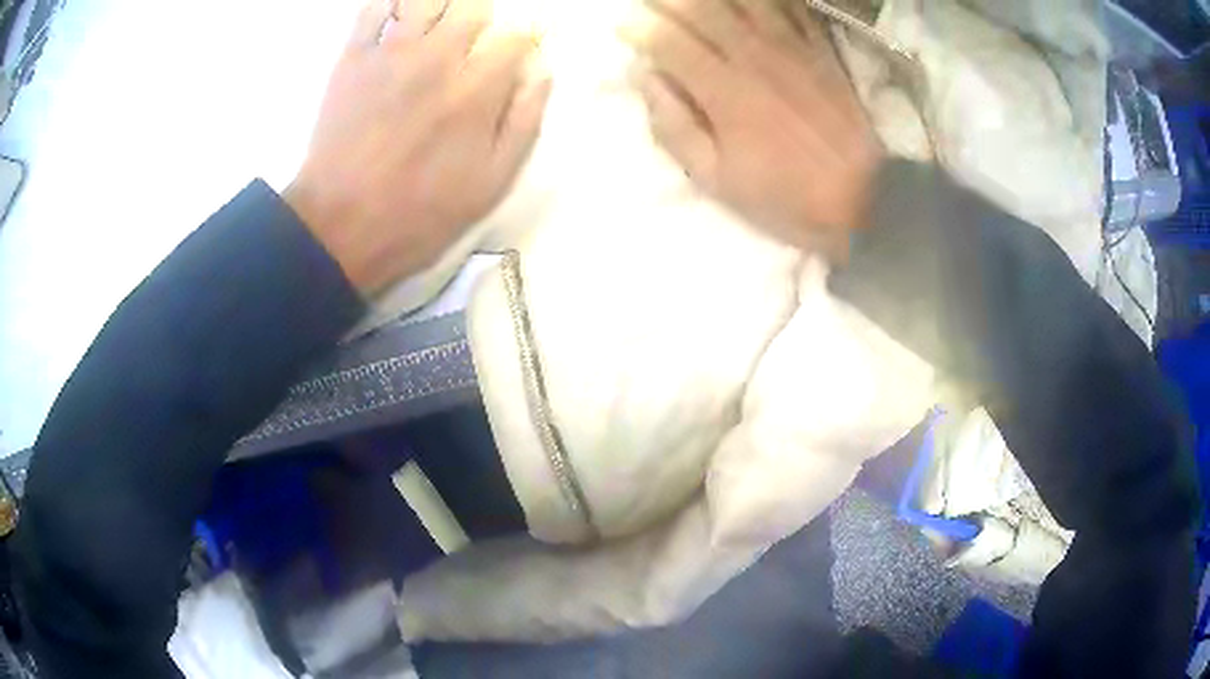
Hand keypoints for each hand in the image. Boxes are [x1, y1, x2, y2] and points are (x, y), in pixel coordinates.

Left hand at [285, 0, 550, 292]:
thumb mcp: (492, 183)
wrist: (339, 227)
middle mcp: (439, 56)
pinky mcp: (353, 58)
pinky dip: (391, 6)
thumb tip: (541, 71)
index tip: (516, 54)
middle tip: (473, 41)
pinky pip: (374, 8)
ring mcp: (391, 52)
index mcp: (478, 88)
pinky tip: (398, 20)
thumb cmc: (420, 213)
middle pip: (476, 5)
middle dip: (483, 19)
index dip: (525, 39)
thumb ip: (523, 120)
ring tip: (437, 27)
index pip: (518, 34)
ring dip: (442, 7)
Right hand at [623, 0, 880, 254]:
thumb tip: (646, 79)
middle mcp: (753, 57)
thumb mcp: (716, 179)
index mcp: (723, 91)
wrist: (861, 198)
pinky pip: (791, 7)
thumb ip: (675, 127)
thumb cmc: (784, 194)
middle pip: (702, 8)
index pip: (669, 41)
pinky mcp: (819, 49)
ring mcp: (791, 48)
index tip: (623, 26)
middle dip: (668, 0)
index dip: (639, 28)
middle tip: (651, 2)